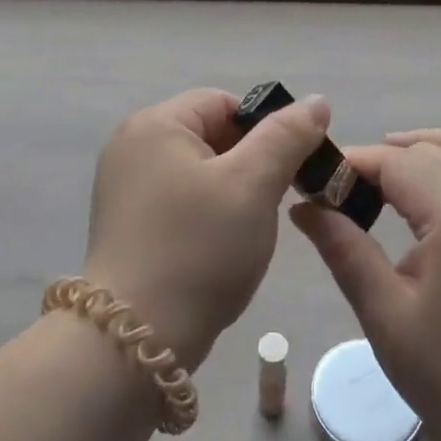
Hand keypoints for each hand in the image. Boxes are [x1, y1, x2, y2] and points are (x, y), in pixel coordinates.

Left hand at [85, 88, 331, 369]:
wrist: (136, 339)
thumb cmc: (199, 249)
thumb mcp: (253, 185)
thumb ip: (287, 136)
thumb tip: (317, 101)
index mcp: (155, 124)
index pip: (224, 103)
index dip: (265, 129)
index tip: (290, 169)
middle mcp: (131, 145)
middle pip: (210, 134)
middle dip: (249, 163)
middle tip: (274, 202)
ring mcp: (123, 186)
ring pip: (198, 170)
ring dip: (231, 192)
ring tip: (247, 229)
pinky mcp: (126, 223)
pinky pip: (179, 200)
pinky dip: (206, 214)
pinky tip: (219, 247)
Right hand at [291, 128, 440, 440]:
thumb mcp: (384, 314)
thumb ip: (343, 249)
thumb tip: (304, 206)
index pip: (397, 165)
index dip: (353, 165)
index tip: (318, 179)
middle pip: (434, 153)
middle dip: (385, 159)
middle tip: (345, 187)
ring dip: (436, 145)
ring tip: (396, 157)